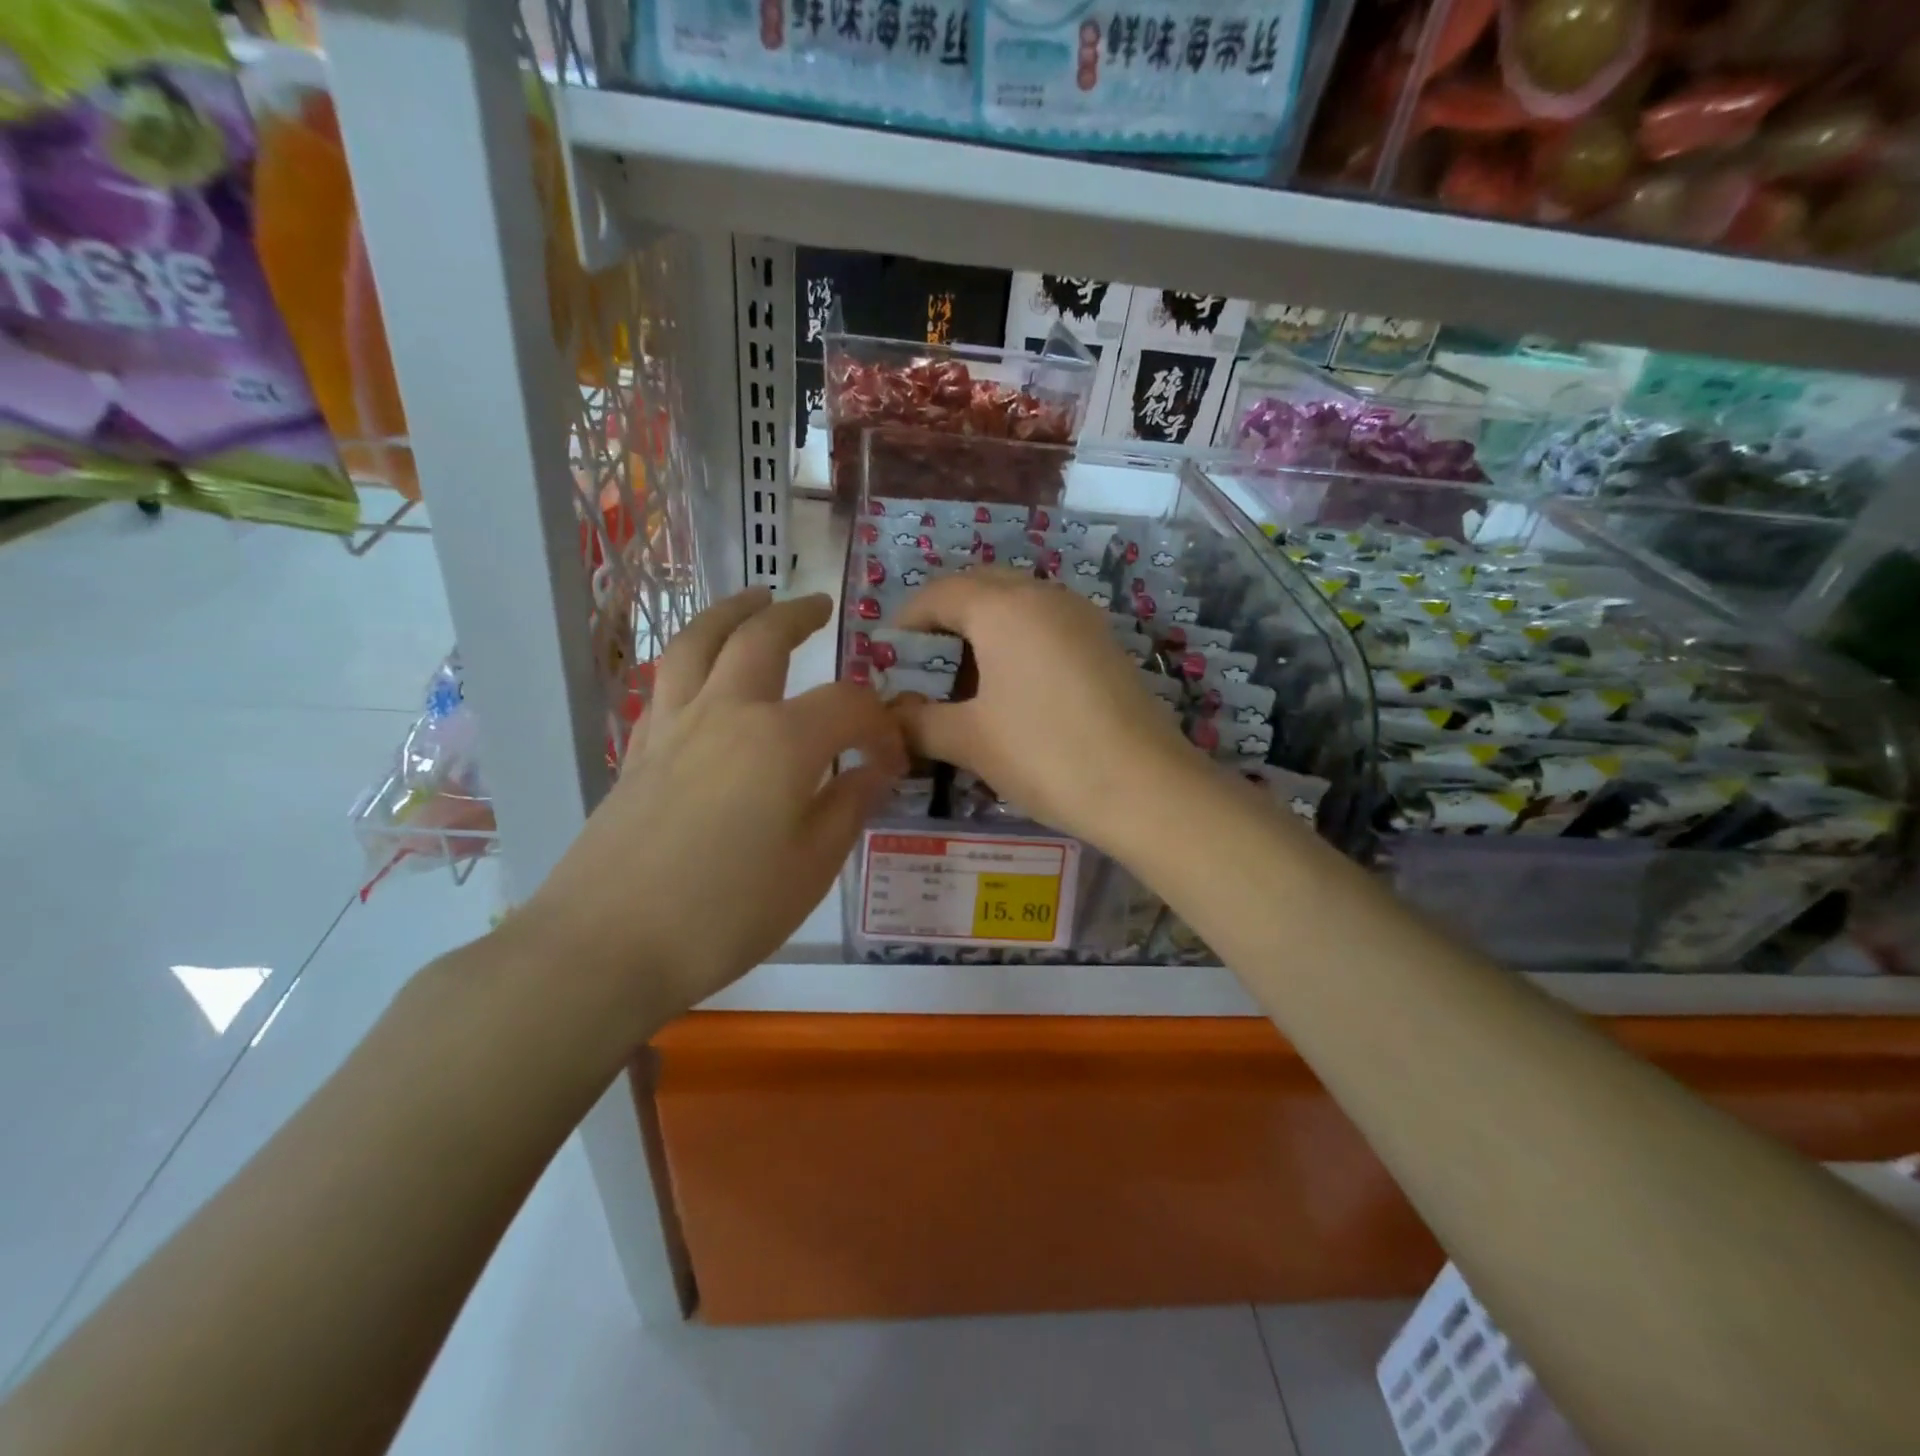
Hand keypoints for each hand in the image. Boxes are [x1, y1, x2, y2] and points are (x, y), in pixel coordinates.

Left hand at [520, 589, 904, 1043]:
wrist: (607, 945)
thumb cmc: (726, 912)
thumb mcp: (812, 867)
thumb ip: (849, 806)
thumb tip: (876, 770)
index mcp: (781, 740)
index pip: (848, 706)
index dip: (881, 726)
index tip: (894, 760)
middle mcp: (726, 714)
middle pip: (761, 639)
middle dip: (796, 615)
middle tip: (819, 605)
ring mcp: (673, 727)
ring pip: (699, 643)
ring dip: (731, 612)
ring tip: (753, 600)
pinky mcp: (638, 752)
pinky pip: (667, 684)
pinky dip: (693, 661)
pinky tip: (705, 676)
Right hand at [895, 570, 1206, 848]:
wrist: (1146, 788)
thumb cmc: (1046, 754)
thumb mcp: (970, 740)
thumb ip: (919, 721)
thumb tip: (891, 715)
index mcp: (1003, 607)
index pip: (939, 593)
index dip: (906, 622)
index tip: (887, 659)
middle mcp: (1043, 596)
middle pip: (979, 589)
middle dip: (944, 621)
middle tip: (923, 668)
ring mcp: (1080, 617)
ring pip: (1016, 606)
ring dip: (982, 632)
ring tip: (963, 682)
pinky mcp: (1103, 644)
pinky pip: (1045, 626)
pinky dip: (1017, 644)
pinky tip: (1011, 690)